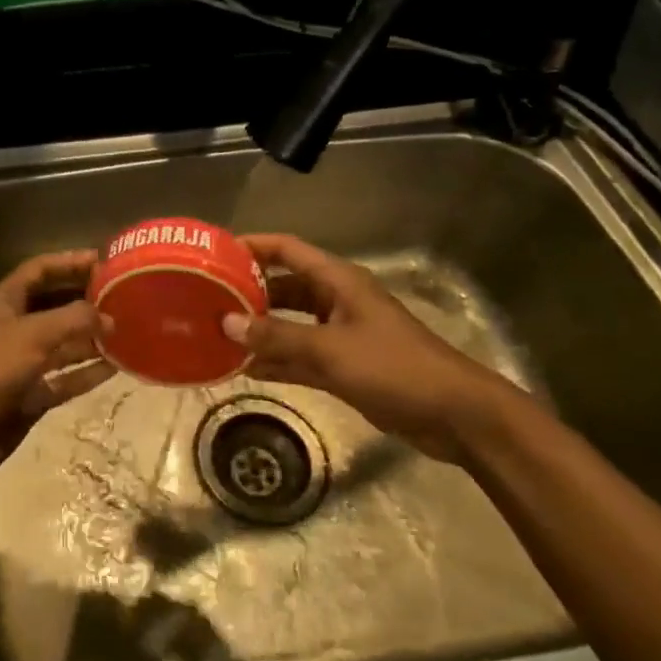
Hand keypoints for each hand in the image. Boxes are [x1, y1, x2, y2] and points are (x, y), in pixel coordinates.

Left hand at [0, 250, 115, 481]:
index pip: (39, 270)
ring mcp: (22, 363)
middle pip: (54, 305)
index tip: (103, 260)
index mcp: (4, 302)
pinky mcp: (30, 394)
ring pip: (62, 344)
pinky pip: (64, 378)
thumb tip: (109, 318)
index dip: (69, 262)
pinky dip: (86, 373)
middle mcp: (14, 328)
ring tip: (127, 332)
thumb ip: (74, 319)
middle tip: (122, 296)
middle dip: (85, 300)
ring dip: (91, 338)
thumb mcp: (34, 334)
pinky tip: (116, 367)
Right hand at [221, 233, 532, 462]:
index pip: (287, 249)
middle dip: (247, 292)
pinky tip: (243, 368)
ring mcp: (339, 334)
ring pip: (289, 324)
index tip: (214, 253)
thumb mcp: (330, 349)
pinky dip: (275, 359)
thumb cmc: (394, 367)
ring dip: (258, 329)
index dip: (252, 246)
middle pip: (283, 286)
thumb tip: (227, 323)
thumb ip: (277, 336)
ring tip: (216, 334)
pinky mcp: (343, 366)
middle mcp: (335, 300)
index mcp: (337, 281)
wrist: (454, 415)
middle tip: (206, 300)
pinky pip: (299, 356)